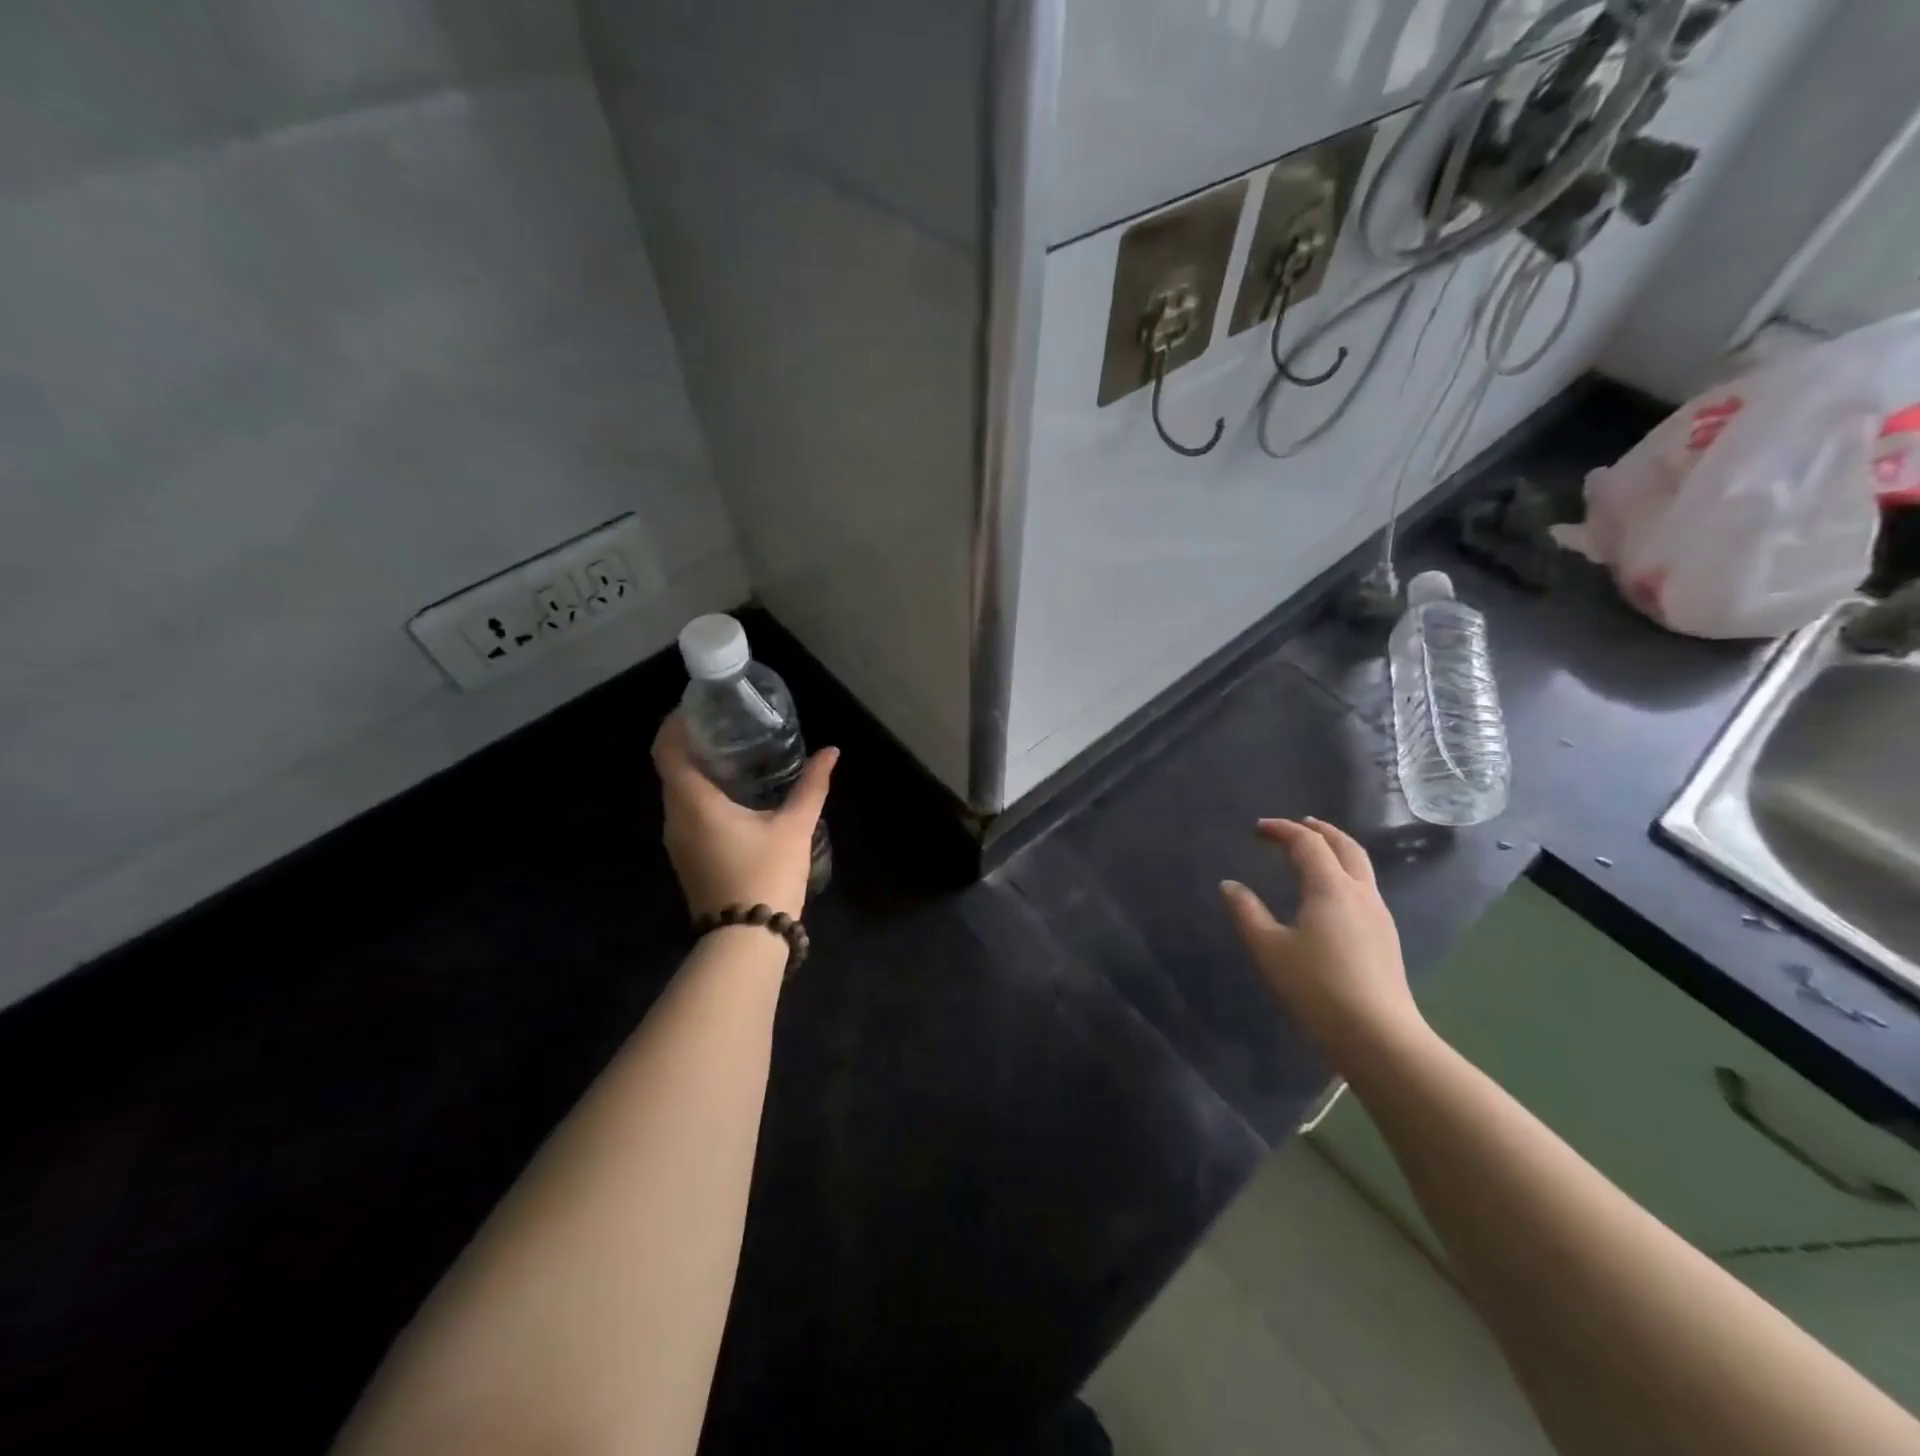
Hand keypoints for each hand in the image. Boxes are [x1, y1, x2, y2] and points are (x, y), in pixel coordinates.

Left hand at [652, 712, 835, 920]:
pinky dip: (702, 793)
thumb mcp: (795, 827)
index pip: (667, 750)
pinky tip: (735, 794)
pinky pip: (686, 812)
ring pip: (679, 792)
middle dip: (693, 742)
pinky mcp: (686, 857)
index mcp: (694, 803)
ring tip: (736, 754)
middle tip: (729, 725)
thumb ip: (811, 786)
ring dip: (698, 769)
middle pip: (671, 768)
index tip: (701, 706)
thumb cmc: (767, 875)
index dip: (676, 723)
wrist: (747, 939)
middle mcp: (675, 818)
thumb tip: (831, 752)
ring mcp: (677, 841)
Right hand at [1220, 817, 1426, 1061]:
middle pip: (1345, 845)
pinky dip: (1345, 872)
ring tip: (1316, 852)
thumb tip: (1229, 885)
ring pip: (1360, 866)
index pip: (1307, 843)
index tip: (1258, 829)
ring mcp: (1379, 914)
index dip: (1282, 830)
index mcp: (1330, 887)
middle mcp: (1360, 892)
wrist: (1377, 1033)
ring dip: (1336, 849)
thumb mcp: (1269, 948)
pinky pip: (1365, 886)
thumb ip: (1247, 912)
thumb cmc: (1316, 986)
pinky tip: (1332, 892)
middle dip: (1320, 830)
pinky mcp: (1386, 935)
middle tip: (1298, 824)